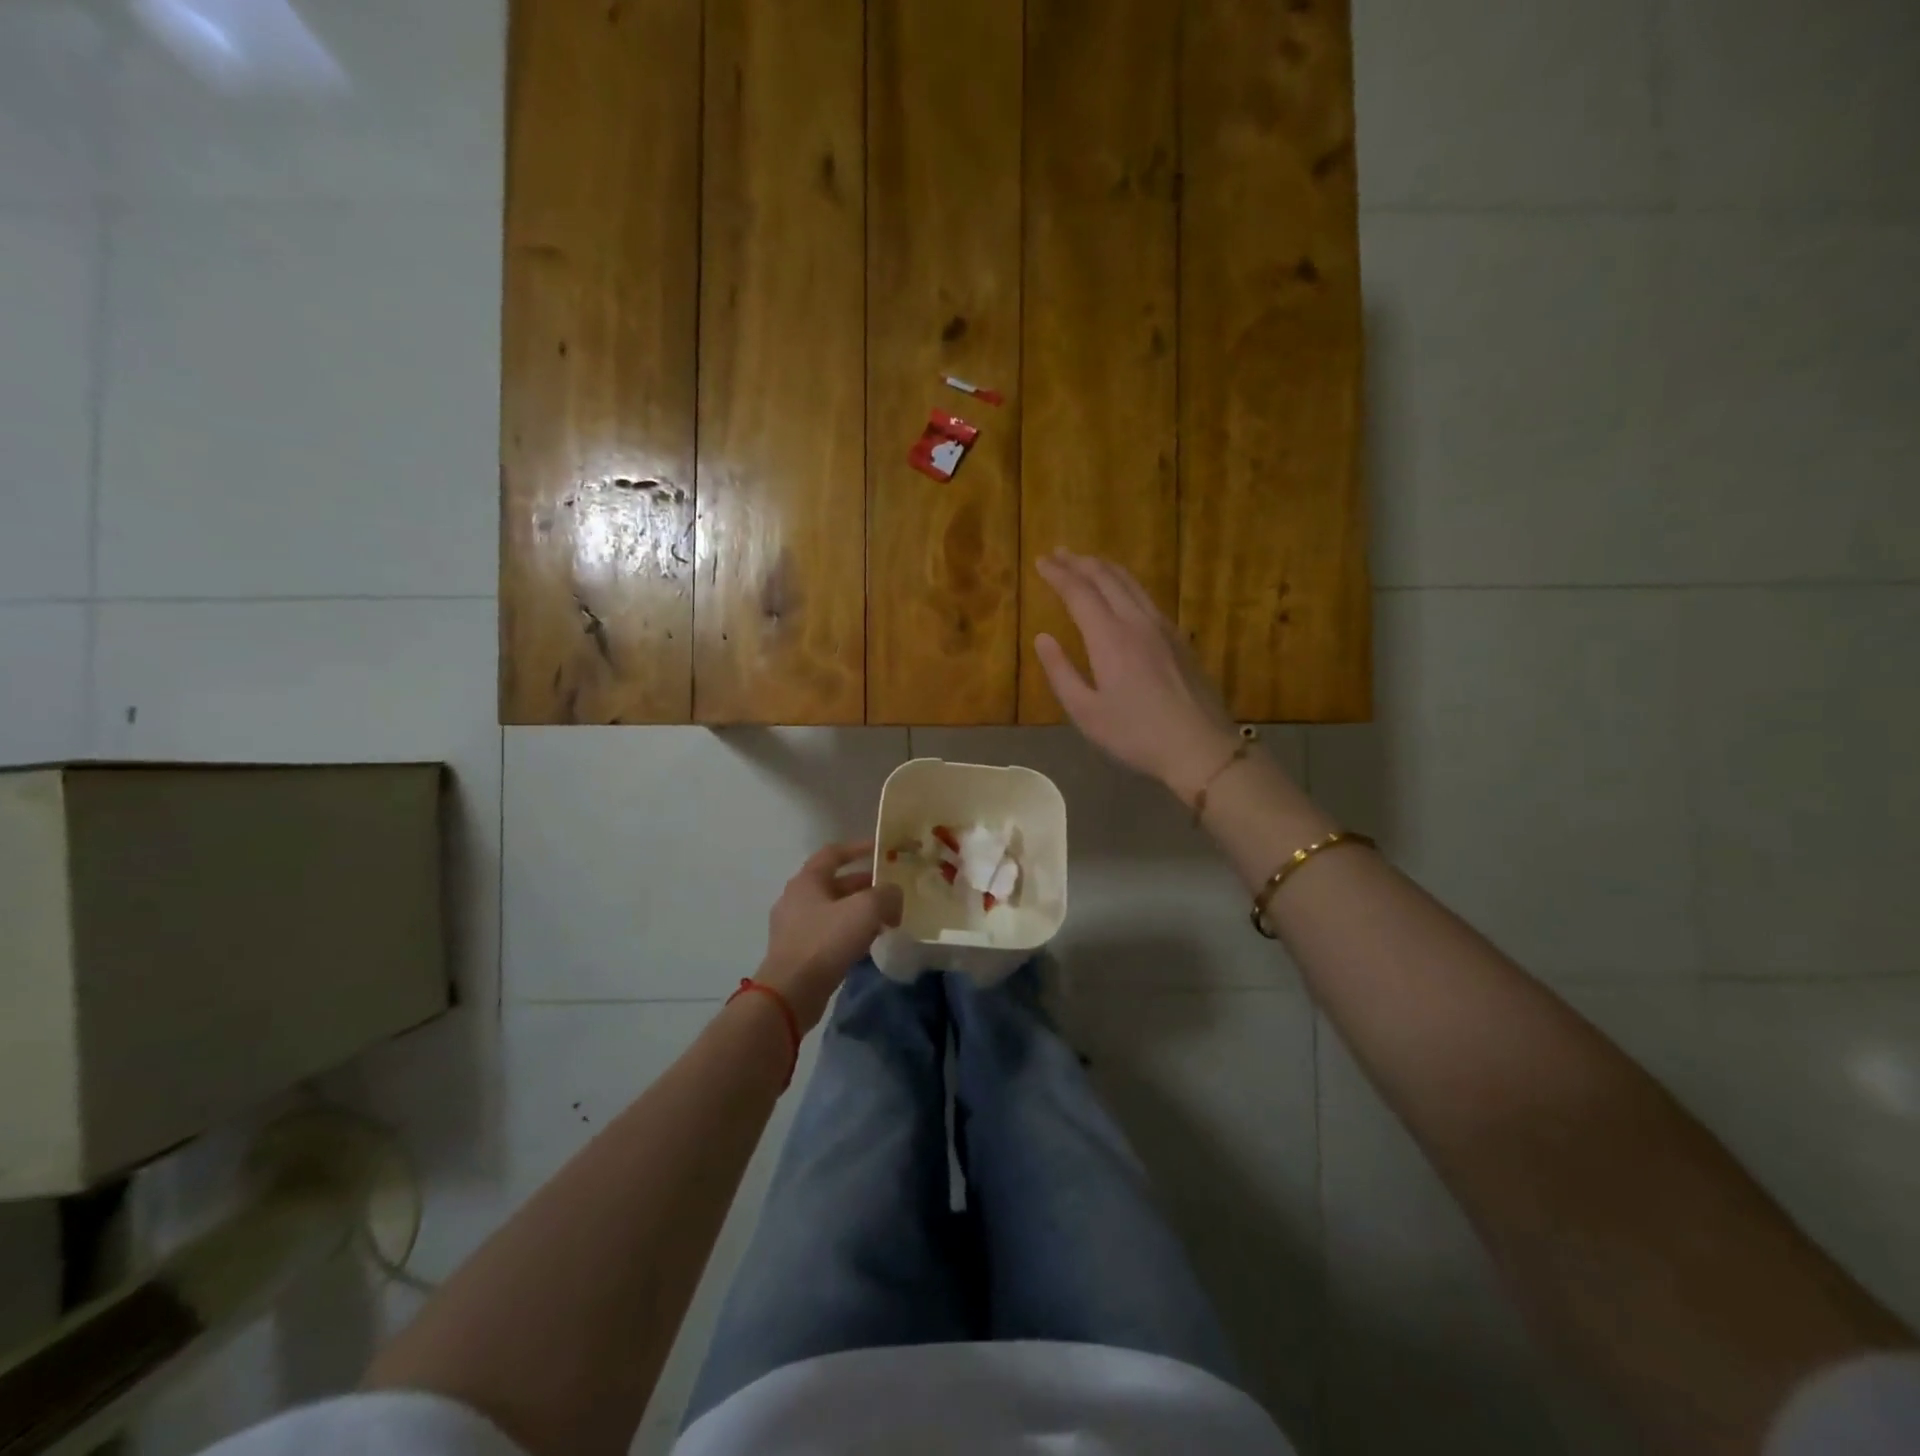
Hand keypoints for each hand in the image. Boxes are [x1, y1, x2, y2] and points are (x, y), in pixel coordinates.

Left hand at [756, 842, 903, 1031]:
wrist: (791, 992)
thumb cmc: (826, 941)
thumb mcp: (865, 910)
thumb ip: (886, 895)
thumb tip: (894, 896)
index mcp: (807, 880)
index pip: (834, 853)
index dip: (859, 848)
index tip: (881, 850)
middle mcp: (797, 898)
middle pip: (835, 883)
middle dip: (864, 884)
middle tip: (891, 890)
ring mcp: (794, 926)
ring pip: (833, 910)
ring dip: (859, 910)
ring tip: (886, 917)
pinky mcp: (798, 952)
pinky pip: (829, 933)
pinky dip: (849, 932)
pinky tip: (868, 943)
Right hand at [1034, 551, 1239, 798]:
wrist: (1199, 746)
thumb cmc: (1135, 734)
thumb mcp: (1086, 713)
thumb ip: (1061, 672)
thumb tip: (1042, 638)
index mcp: (1109, 638)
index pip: (1079, 592)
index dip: (1058, 574)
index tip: (1041, 562)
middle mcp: (1137, 621)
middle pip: (1107, 578)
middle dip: (1080, 562)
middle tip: (1059, 553)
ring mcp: (1163, 627)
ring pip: (1131, 583)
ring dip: (1105, 568)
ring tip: (1088, 562)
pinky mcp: (1179, 638)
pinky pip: (1147, 597)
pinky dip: (1126, 584)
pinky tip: (1123, 593)